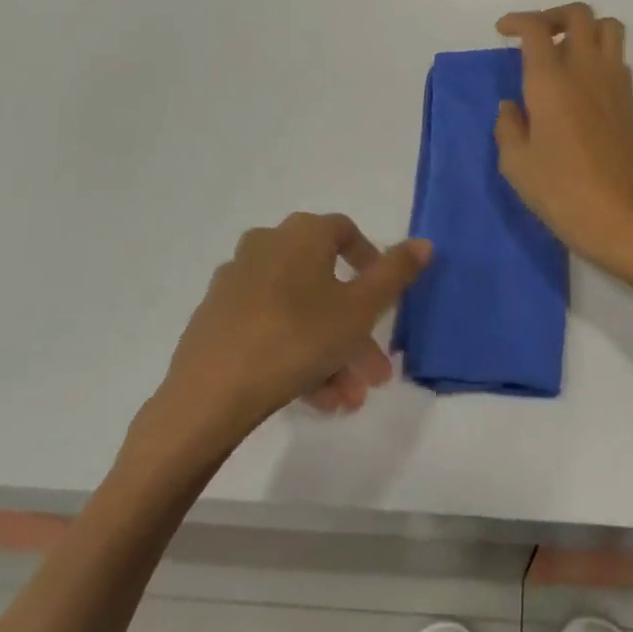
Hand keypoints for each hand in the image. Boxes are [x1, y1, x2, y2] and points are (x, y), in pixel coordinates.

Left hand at [130, 214, 430, 463]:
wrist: (209, 395)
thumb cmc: (297, 337)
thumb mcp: (360, 308)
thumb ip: (395, 273)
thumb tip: (424, 242)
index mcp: (301, 234)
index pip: (345, 232)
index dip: (371, 261)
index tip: (386, 299)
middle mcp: (266, 246)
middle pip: (324, 282)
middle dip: (356, 329)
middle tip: (375, 370)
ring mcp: (236, 283)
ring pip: (299, 312)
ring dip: (331, 351)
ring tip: (348, 398)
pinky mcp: (216, 319)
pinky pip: (269, 329)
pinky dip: (296, 355)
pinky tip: (315, 399)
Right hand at [495, 4, 632, 286]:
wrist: (622, 218)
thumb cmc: (561, 191)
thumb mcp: (516, 164)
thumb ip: (507, 127)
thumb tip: (511, 106)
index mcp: (551, 80)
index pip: (536, 28)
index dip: (517, 20)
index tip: (503, 30)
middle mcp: (586, 69)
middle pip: (579, 13)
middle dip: (554, 15)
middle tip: (536, 35)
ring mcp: (613, 82)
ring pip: (608, 27)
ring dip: (585, 28)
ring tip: (564, 50)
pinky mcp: (630, 101)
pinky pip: (617, 57)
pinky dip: (599, 53)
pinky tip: (581, 83)